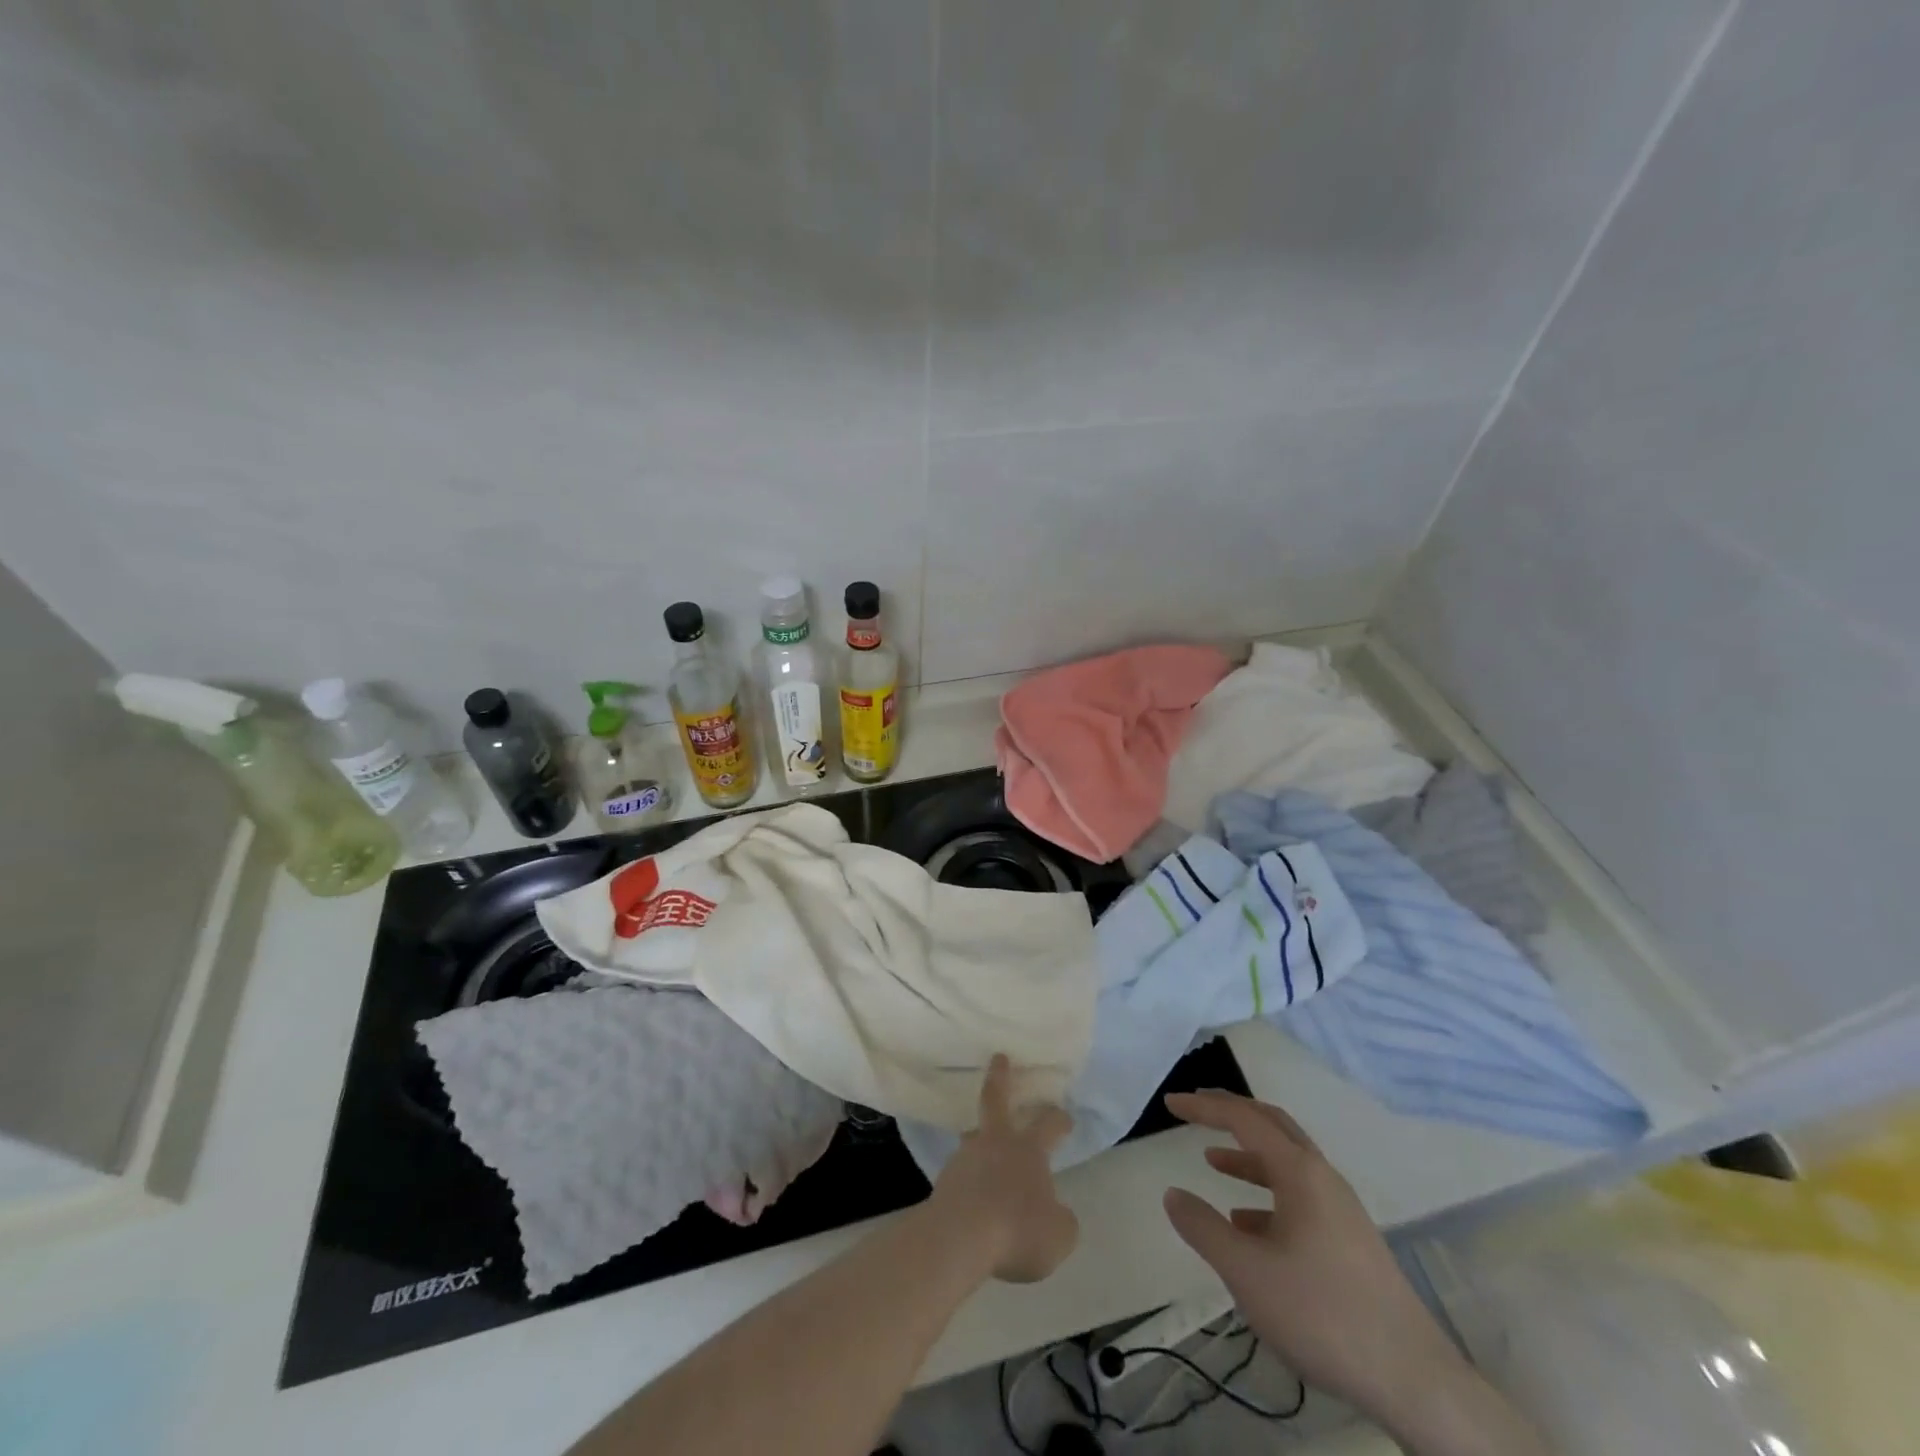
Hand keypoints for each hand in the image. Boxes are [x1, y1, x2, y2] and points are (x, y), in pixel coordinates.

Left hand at [926, 1055, 1078, 1283]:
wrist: (959, 1238)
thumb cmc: (1017, 1230)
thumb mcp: (1058, 1235)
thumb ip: (1061, 1220)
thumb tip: (1057, 1213)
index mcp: (1027, 1149)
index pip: (1048, 1124)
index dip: (1059, 1118)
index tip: (1065, 1115)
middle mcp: (995, 1143)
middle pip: (996, 1100)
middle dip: (1000, 1076)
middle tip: (999, 1057)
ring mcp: (965, 1158)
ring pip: (975, 1139)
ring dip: (981, 1140)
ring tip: (985, 1150)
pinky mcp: (944, 1182)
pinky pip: (962, 1175)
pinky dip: (970, 1181)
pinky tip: (974, 1199)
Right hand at [1162, 1091, 1470, 1430]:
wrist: (1414, 1380)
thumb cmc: (1323, 1314)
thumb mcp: (1247, 1272)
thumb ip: (1203, 1228)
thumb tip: (1173, 1194)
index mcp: (1299, 1172)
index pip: (1243, 1118)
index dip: (1204, 1106)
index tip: (1171, 1103)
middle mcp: (1322, 1177)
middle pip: (1271, 1126)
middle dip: (1231, 1114)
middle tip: (1195, 1109)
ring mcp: (1340, 1209)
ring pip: (1286, 1163)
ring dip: (1247, 1155)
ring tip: (1212, 1162)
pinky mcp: (1349, 1240)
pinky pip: (1299, 1197)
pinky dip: (1266, 1195)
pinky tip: (1247, 1225)